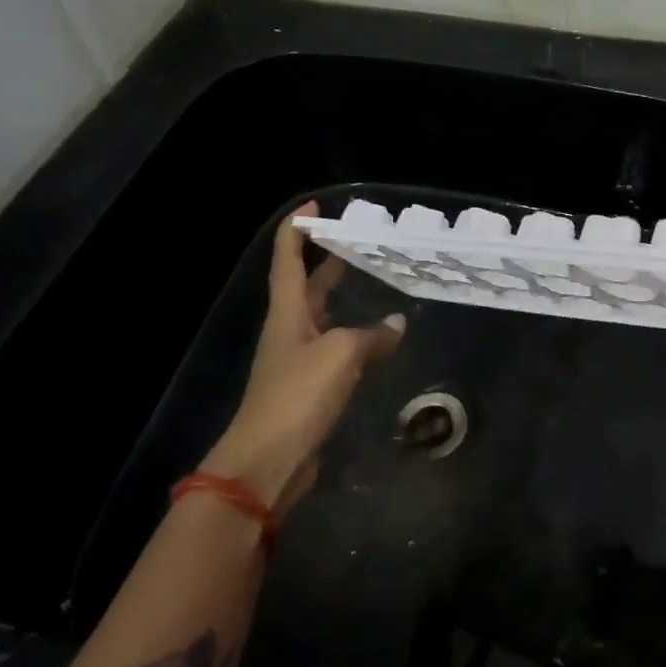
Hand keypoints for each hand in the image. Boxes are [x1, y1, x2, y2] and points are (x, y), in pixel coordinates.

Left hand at [200, 203, 404, 510]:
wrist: (269, 459)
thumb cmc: (298, 395)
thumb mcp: (341, 355)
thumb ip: (371, 336)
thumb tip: (397, 323)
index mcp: (287, 313)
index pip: (287, 260)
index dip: (297, 231)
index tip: (313, 206)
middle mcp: (289, 330)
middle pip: (303, 285)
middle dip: (323, 259)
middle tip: (351, 239)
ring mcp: (297, 359)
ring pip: (320, 316)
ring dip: (339, 295)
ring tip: (368, 278)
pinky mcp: (309, 386)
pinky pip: (334, 347)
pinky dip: (353, 334)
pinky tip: (375, 336)